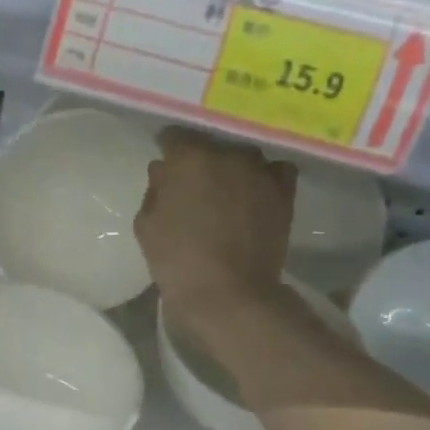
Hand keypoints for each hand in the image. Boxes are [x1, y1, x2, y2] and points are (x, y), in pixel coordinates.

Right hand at [136, 127, 295, 318]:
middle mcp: (227, 153)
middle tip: (195, 183)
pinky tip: (256, 192)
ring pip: (243, 155)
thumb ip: (155, 189)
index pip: (174, 136)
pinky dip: (265, 176)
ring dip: (233, 166)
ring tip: (228, 189)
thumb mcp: (146, 224)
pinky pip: (275, 169)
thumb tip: (165, 170)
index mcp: (188, 157)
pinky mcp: (283, 190)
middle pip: (211, 143)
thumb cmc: (177, 260)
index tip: (166, 165)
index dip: (168, 149)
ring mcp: (259, 170)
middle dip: (201, 158)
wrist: (228, 293)